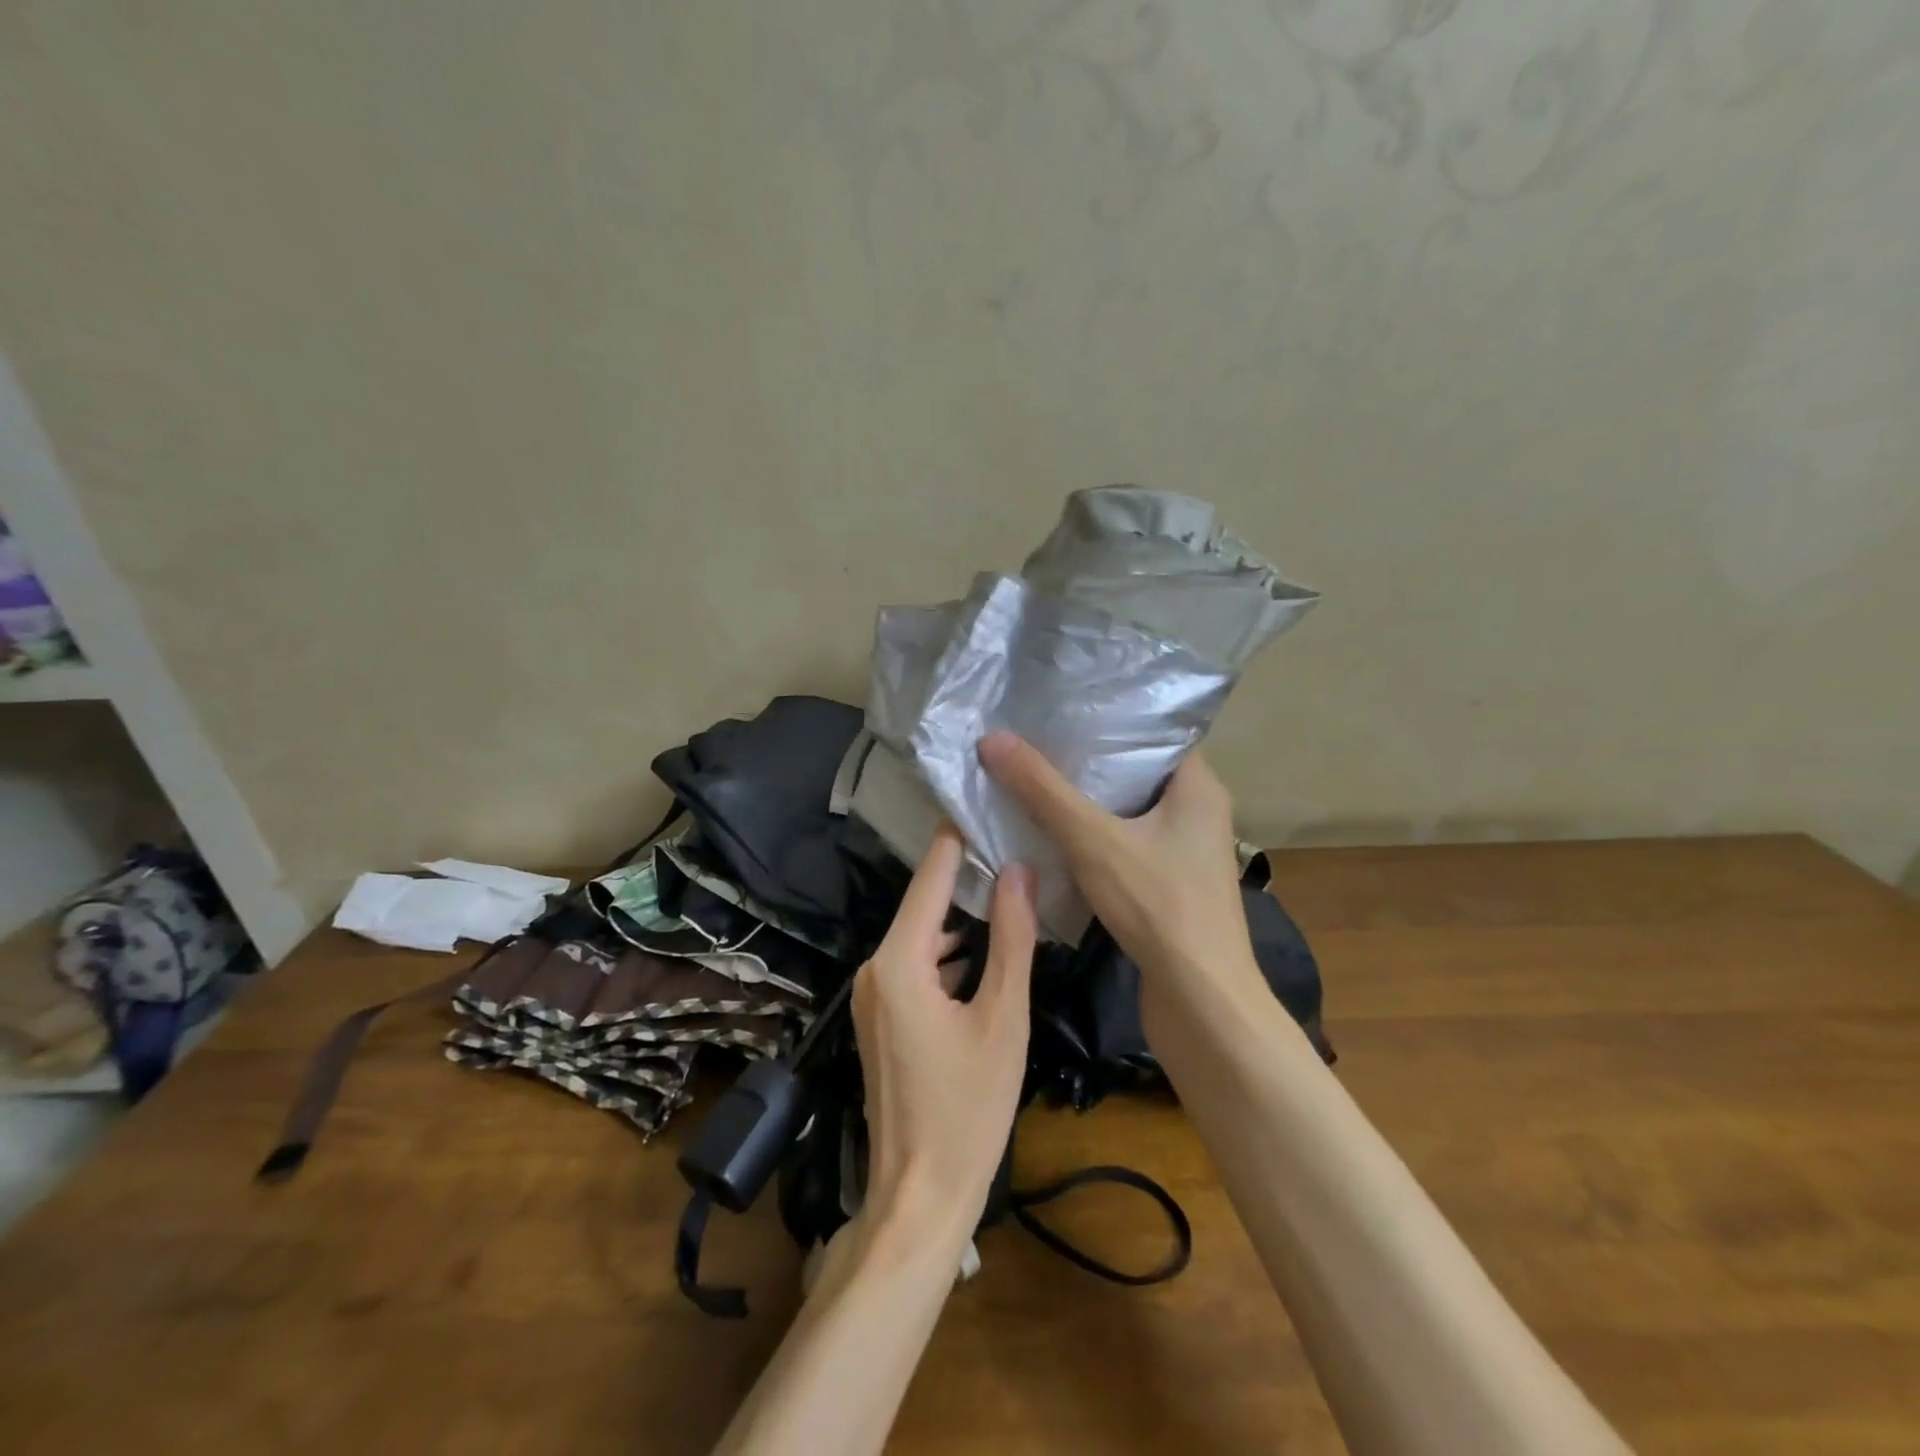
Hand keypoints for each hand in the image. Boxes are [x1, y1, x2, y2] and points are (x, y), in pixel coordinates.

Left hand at [853, 824, 1035, 1241]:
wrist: (920, 1196)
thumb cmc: (969, 1109)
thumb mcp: (1003, 1018)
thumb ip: (1011, 939)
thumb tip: (1018, 870)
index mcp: (899, 961)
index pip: (931, 877)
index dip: (958, 838)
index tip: (986, 800)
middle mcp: (875, 968)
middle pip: (924, 905)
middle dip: (967, 877)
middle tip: (1015, 844)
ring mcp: (874, 995)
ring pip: (922, 936)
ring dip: (961, 918)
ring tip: (1011, 887)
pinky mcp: (881, 1018)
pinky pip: (916, 966)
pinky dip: (949, 953)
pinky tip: (986, 951)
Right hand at [978, 731, 1260, 997]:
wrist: (1201, 1000)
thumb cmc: (1159, 904)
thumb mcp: (1092, 839)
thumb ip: (1043, 790)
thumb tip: (992, 739)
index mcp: (1197, 786)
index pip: (1151, 734)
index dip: (1103, 721)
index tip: (1054, 713)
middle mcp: (1197, 812)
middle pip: (1132, 773)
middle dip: (1083, 763)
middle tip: (1031, 744)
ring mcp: (1186, 852)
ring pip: (1127, 812)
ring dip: (1084, 804)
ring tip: (1032, 781)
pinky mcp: (1170, 885)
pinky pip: (1126, 845)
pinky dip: (1093, 839)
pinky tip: (1052, 836)